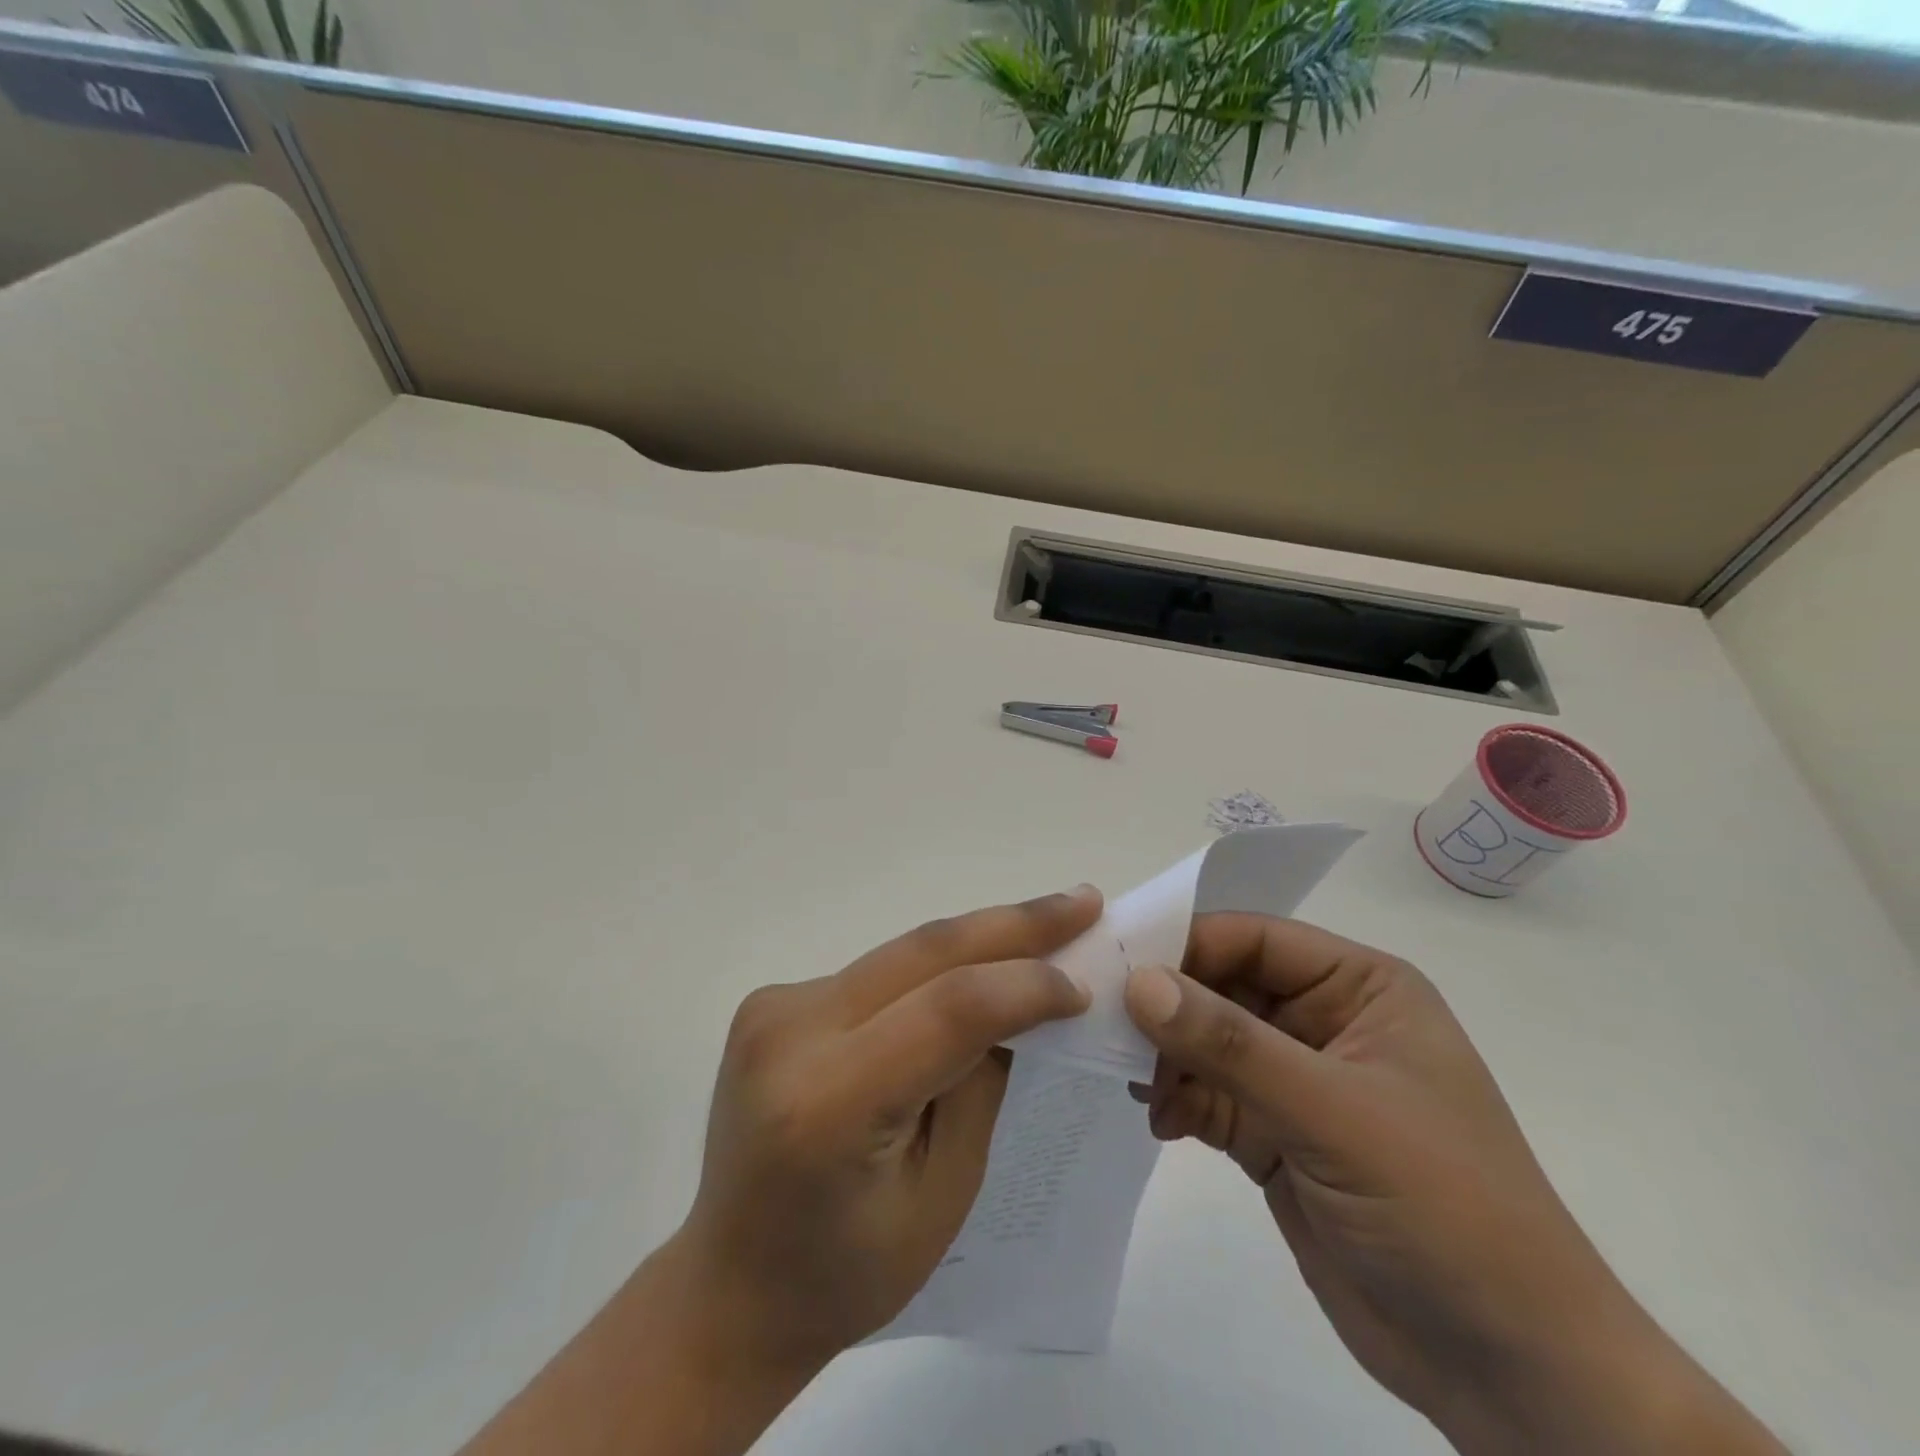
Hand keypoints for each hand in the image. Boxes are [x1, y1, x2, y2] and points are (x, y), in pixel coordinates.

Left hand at [462, 885, 1100, 1455]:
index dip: (1024, 986)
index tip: (1084, 982)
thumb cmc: (849, 1271)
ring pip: (902, 954)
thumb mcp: (943, 1194)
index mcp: (827, 1104)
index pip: (947, 1010)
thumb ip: (981, 1083)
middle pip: (922, 954)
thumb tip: (1021, 1000)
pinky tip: (979, 962)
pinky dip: (935, 965)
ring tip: (1048, 923)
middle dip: (1012, 925)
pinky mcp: (774, 1000)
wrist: (732, 1282)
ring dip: (978, 938)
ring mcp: (774, 1008)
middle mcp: (790, 1034)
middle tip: (1083, 903)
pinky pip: (878, 972)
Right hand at [1124, 916, 1785, 1455]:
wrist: (1510, 1373)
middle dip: (1165, 1004)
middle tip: (1102, 1022)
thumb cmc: (1444, 1209)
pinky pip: (1207, 1093)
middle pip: (1221, 986)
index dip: (1184, 944)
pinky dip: (1175, 1098)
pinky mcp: (1273, 1134)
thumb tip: (1137, 982)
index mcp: (1358, 987)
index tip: (1114, 965)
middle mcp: (1322, 1020)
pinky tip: (1156, 1117)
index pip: (1252, 939)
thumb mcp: (1336, 1113)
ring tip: (1129, 1075)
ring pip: (1206, 1040)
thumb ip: (1231, 1045)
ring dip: (1165, 1054)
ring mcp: (1295, 1080)